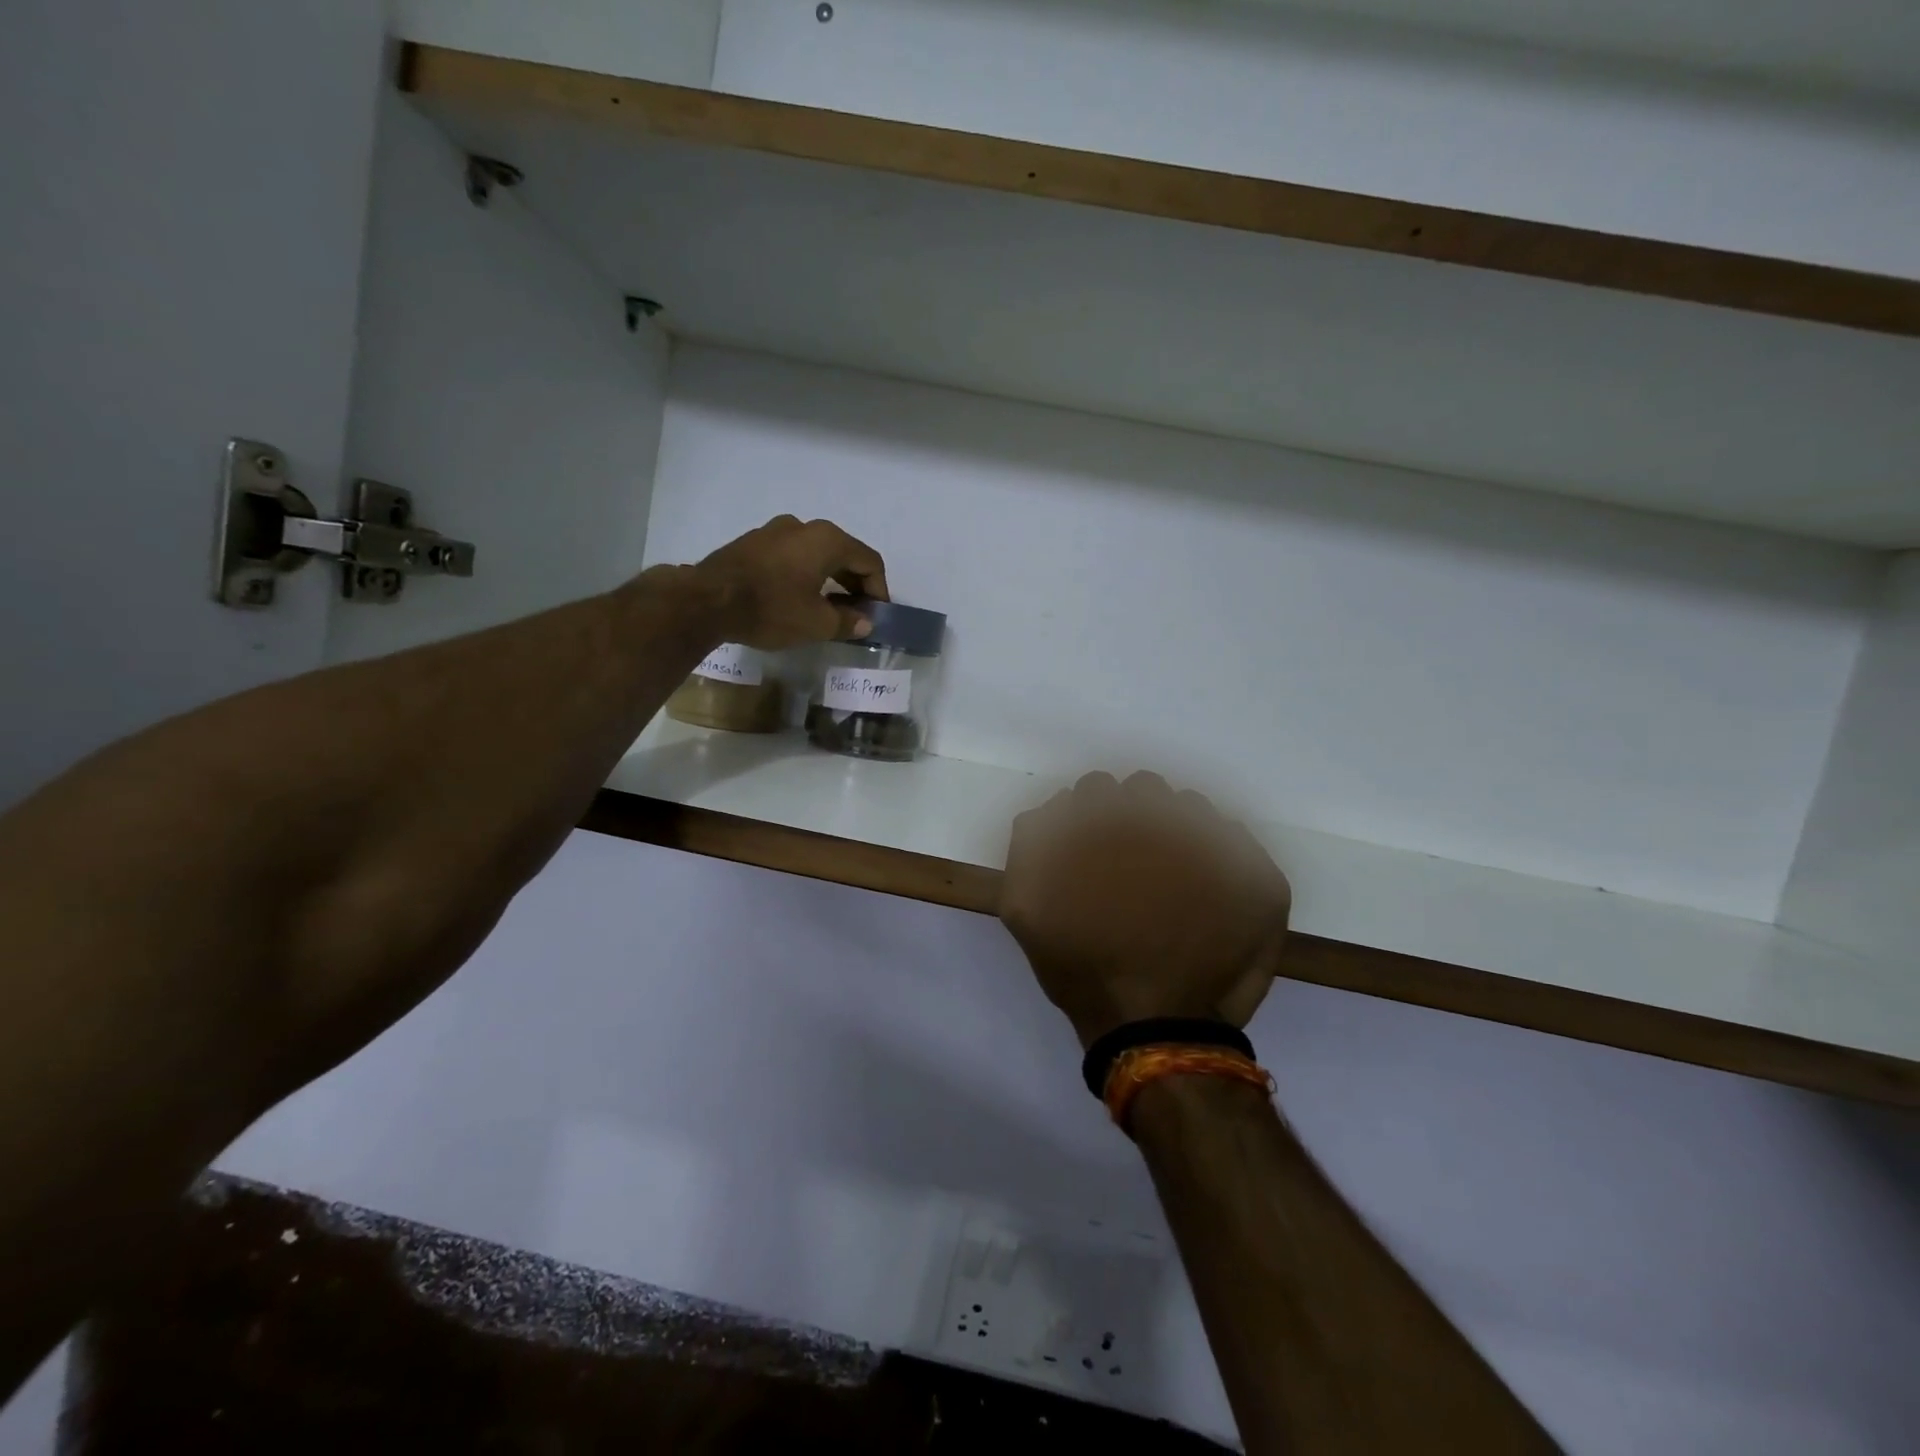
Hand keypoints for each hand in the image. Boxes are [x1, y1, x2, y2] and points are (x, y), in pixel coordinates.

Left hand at [694, 515, 889, 649]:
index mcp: (827, 540)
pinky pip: (791, 556)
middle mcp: (804, 527)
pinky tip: (797, 597)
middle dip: (855, 583)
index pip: (869, 560)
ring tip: (828, 607)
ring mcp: (774, 531)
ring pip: (815, 553)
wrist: (706, 601)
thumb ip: (847, 621)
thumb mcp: (816, 624)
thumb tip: (865, 622)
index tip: (876, 614)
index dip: (879, 589)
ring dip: (829, 578)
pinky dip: (804, 574)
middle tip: (857, 612)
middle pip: (843, 553)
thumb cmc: (771, 609)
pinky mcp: (753, 542)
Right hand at [999, 772, 1291, 1048]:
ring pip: (1190, 808)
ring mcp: (1218, 846)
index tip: (1094, 849)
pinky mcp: (1257, 877)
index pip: (1097, 790)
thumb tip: (1052, 810)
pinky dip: (1218, 856)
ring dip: (1174, 831)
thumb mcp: (1024, 909)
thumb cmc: (1084, 969)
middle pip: (1145, 789)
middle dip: (1132, 816)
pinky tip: (1204, 893)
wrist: (1153, 1028)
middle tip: (1130, 864)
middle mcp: (1163, 822)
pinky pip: (1234, 839)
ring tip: (1169, 879)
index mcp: (1107, 826)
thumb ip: (1028, 846)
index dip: (1091, 818)